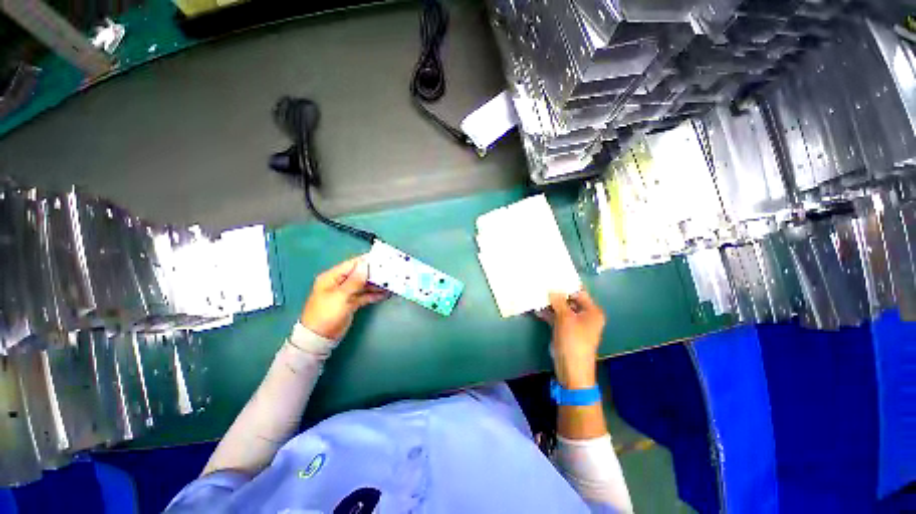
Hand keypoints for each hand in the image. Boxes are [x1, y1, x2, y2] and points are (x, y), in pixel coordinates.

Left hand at [300, 255, 389, 339]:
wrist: (319, 337)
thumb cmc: (327, 314)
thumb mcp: (341, 296)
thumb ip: (355, 280)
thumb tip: (365, 264)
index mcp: (332, 277)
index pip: (352, 265)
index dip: (366, 261)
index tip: (382, 258)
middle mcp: (340, 283)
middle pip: (359, 274)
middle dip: (374, 273)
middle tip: (390, 271)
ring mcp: (346, 293)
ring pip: (364, 285)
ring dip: (376, 284)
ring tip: (391, 283)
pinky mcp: (351, 303)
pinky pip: (364, 295)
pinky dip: (374, 294)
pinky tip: (385, 294)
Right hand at [537, 290, 605, 388]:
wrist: (571, 369)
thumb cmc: (573, 341)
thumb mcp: (565, 318)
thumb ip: (558, 301)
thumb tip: (552, 288)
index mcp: (592, 311)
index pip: (579, 292)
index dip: (566, 285)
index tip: (552, 277)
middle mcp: (584, 315)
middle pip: (569, 300)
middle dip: (555, 294)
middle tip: (542, 284)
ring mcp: (574, 324)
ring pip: (561, 309)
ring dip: (550, 304)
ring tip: (536, 293)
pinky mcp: (564, 330)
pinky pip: (556, 318)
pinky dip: (548, 313)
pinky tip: (536, 308)